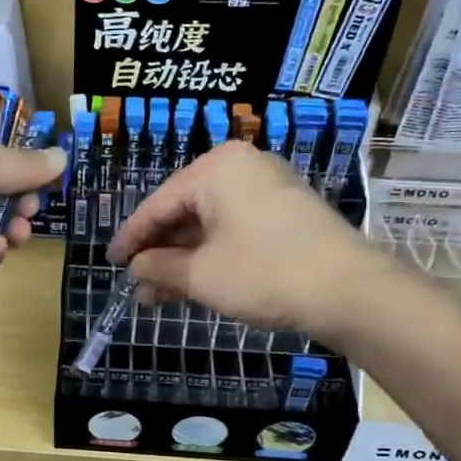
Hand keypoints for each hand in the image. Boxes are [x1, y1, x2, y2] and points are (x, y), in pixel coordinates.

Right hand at [108, 140, 384, 338]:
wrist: (350, 290)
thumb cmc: (265, 273)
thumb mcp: (200, 274)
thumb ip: (158, 267)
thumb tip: (135, 267)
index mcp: (216, 169)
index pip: (158, 204)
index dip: (131, 237)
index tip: (111, 262)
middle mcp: (242, 167)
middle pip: (184, 211)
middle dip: (159, 251)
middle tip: (138, 284)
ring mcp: (268, 187)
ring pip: (210, 223)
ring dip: (184, 258)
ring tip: (161, 293)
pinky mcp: (286, 211)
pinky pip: (234, 227)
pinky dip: (212, 253)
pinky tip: (196, 281)